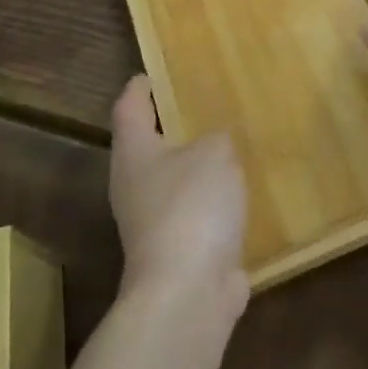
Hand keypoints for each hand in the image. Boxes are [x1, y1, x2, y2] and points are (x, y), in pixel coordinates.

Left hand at [109, 77, 249, 317]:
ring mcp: (152, 223)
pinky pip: (195, 212)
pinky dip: (212, 201)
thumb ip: (217, 139)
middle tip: (204, 102)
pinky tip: (239, 191)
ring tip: (229, 144)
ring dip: (196, 165)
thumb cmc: (192, 207)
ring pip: (173, 180)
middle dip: (172, 124)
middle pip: (147, 144)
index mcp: (133, 152)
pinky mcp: (176, 251)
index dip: (140, 87)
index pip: (128, 106)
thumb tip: (215, 144)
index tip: (153, 73)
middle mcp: (134, 185)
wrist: (188, 295)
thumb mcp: (215, 154)